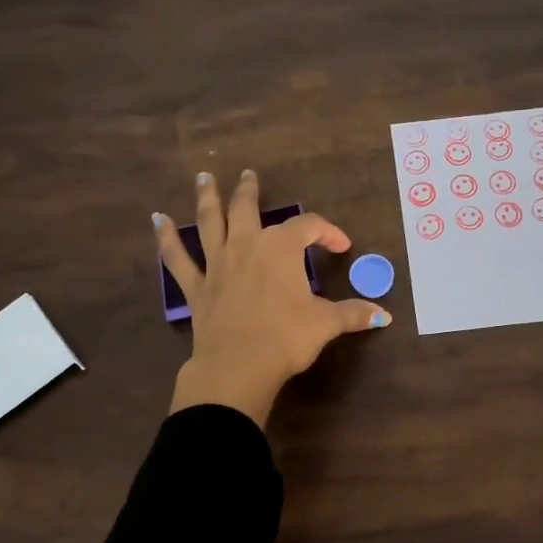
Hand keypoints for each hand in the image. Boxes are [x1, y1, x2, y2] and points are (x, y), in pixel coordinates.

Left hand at [154, 169, 390, 426]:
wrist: (237, 367)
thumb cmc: (286, 339)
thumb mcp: (326, 324)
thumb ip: (354, 314)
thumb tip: (385, 315)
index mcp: (280, 249)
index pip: (308, 227)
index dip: (328, 232)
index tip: (341, 246)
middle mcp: (246, 246)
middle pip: (247, 209)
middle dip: (249, 191)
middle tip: (248, 175)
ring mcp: (217, 265)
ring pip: (209, 223)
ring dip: (207, 198)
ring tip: (202, 177)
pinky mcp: (196, 288)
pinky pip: (177, 259)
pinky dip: (166, 240)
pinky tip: (157, 221)